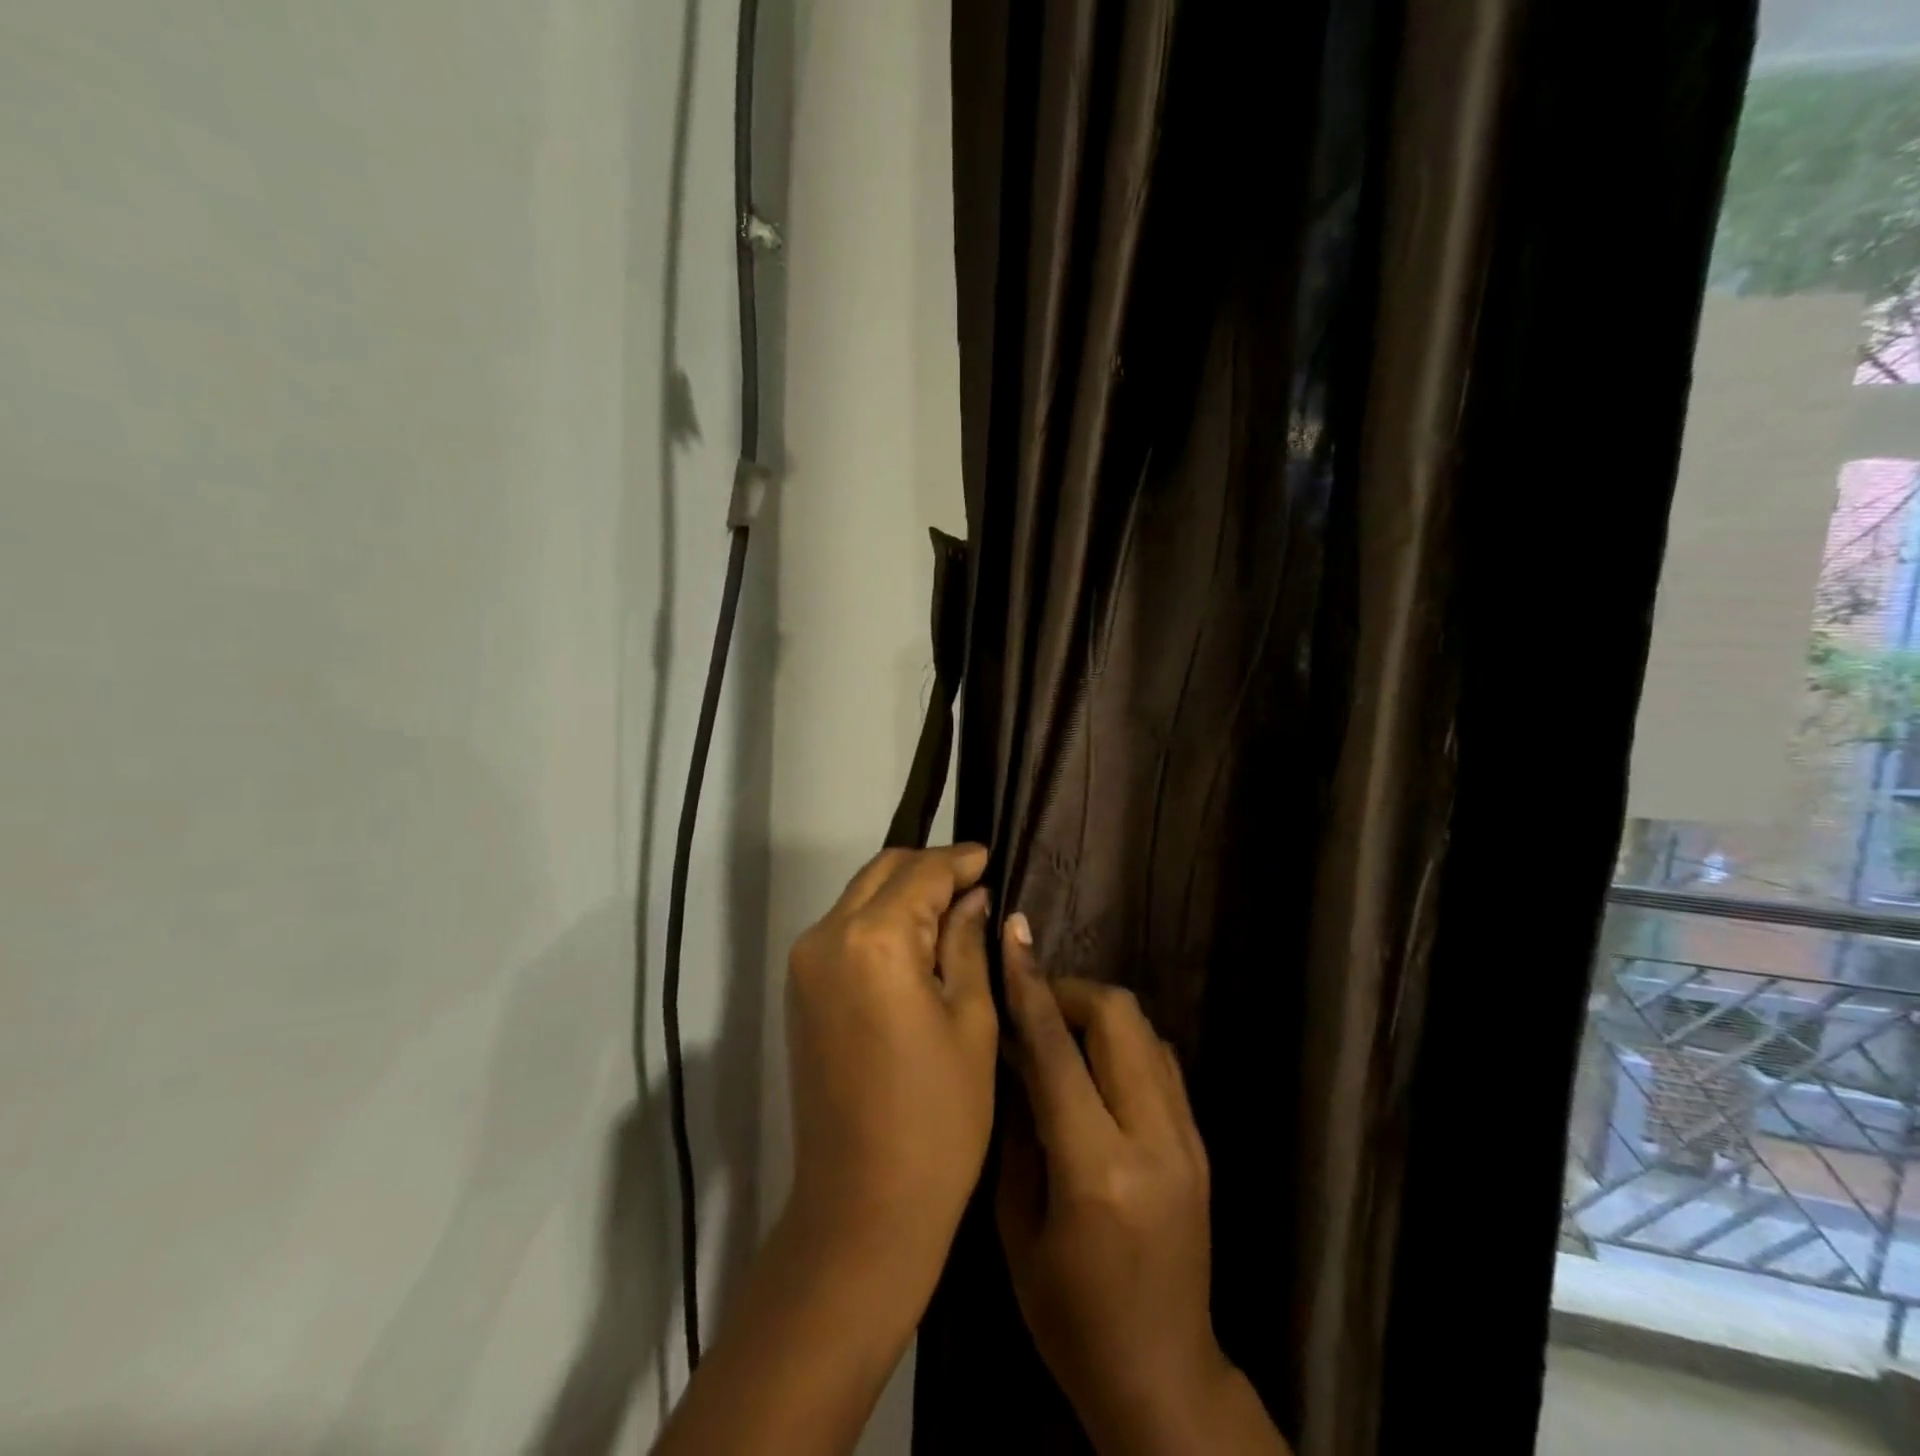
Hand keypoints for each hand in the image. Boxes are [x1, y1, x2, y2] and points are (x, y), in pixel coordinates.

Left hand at [781, 843, 998, 1308]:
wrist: (862, 1207)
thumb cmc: (937, 1118)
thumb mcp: (971, 1022)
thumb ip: (968, 944)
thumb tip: (973, 897)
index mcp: (876, 939)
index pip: (923, 872)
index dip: (961, 860)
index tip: (991, 856)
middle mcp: (828, 936)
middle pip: (883, 871)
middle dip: (930, 869)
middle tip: (976, 884)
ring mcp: (806, 963)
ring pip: (861, 896)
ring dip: (904, 893)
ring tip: (953, 912)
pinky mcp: (800, 989)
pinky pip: (845, 929)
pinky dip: (881, 920)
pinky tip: (918, 941)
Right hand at [997, 915, 1282, 1455]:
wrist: (1163, 1376)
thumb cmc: (1070, 1317)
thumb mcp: (1017, 1228)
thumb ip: (1016, 1130)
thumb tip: (1013, 1056)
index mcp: (1097, 1168)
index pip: (1057, 1050)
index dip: (1030, 986)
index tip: (1014, 936)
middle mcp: (1153, 1139)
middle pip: (1119, 1017)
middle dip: (1071, 991)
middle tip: (1033, 1005)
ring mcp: (1187, 1138)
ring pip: (1146, 1030)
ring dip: (1098, 1013)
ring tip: (1059, 1033)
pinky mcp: (1200, 1143)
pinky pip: (1161, 1061)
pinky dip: (1123, 1043)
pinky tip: (1094, 1066)